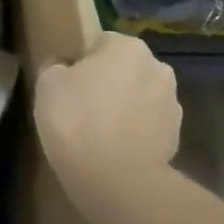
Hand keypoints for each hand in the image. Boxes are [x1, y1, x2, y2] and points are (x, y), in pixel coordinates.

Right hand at [34, 33, 180, 193]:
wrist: (117, 181)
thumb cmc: (77, 120)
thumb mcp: (47, 84)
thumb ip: (56, 66)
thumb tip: (63, 65)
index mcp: (128, 47)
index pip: (100, 42)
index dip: (80, 61)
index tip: (66, 82)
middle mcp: (158, 68)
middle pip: (124, 69)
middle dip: (107, 82)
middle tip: (80, 105)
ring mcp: (172, 105)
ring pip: (138, 97)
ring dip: (123, 107)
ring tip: (97, 132)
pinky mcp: (176, 138)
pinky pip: (147, 126)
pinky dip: (133, 132)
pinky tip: (112, 150)